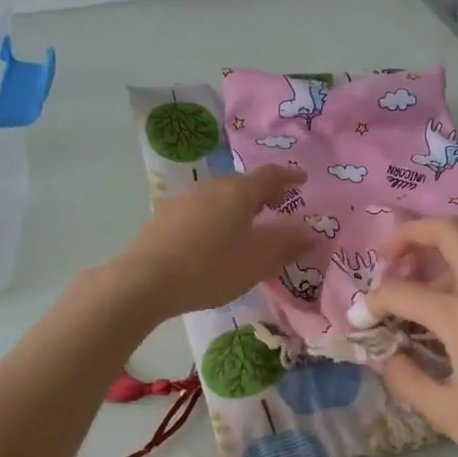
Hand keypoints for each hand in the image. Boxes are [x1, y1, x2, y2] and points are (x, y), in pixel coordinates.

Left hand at [111, 165, 310, 319]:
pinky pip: (201, 211)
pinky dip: (217, 219)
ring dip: (238, 208)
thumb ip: (287, 244)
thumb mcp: (257, 261)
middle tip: (277, 207)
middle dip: (263, 194)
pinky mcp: (164, 218)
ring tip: (247, 227)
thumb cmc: (210, 267)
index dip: (289, 177)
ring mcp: (183, 200)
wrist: (145, 281)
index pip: (270, 175)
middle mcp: (210, 187)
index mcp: (238, 191)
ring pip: (219, 197)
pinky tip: (214, 240)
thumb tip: (312, 232)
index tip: (301, 180)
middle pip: (243, 184)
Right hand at [366, 217, 457, 456]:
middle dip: (409, 235)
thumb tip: (384, 354)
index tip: (360, 321)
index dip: (372, 303)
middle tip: (384, 260)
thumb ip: (405, 376)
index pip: (402, 291)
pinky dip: (457, 286)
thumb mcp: (445, 411)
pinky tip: (445, 326)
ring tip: (410, 306)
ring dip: (434, 264)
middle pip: (449, 232)